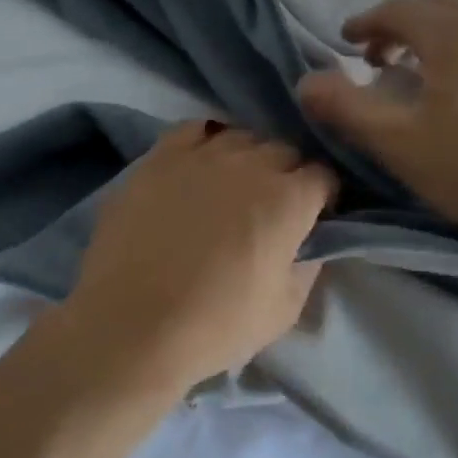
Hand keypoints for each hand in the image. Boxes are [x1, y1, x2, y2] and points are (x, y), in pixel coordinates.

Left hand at [60, 121, 338, 392]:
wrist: (133, 326)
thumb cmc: (216, 326)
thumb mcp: (284, 310)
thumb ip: (308, 265)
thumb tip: (311, 243)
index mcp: (288, 200)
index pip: (323, 176)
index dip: (323, 196)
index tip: (314, 217)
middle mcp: (249, 164)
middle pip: (284, 151)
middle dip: (288, 174)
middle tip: (274, 208)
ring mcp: (200, 156)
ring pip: (240, 138)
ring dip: (248, 158)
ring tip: (234, 187)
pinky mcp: (158, 158)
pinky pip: (192, 130)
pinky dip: (205, 143)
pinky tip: (199, 166)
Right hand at [297, 0, 457, 236]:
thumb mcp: (398, 143)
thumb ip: (346, 108)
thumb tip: (306, 82)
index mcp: (455, 34)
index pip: (399, 10)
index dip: (367, 22)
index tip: (347, 40)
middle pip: (438, 3)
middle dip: (402, 22)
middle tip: (381, 55)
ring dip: (444, 21)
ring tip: (431, 51)